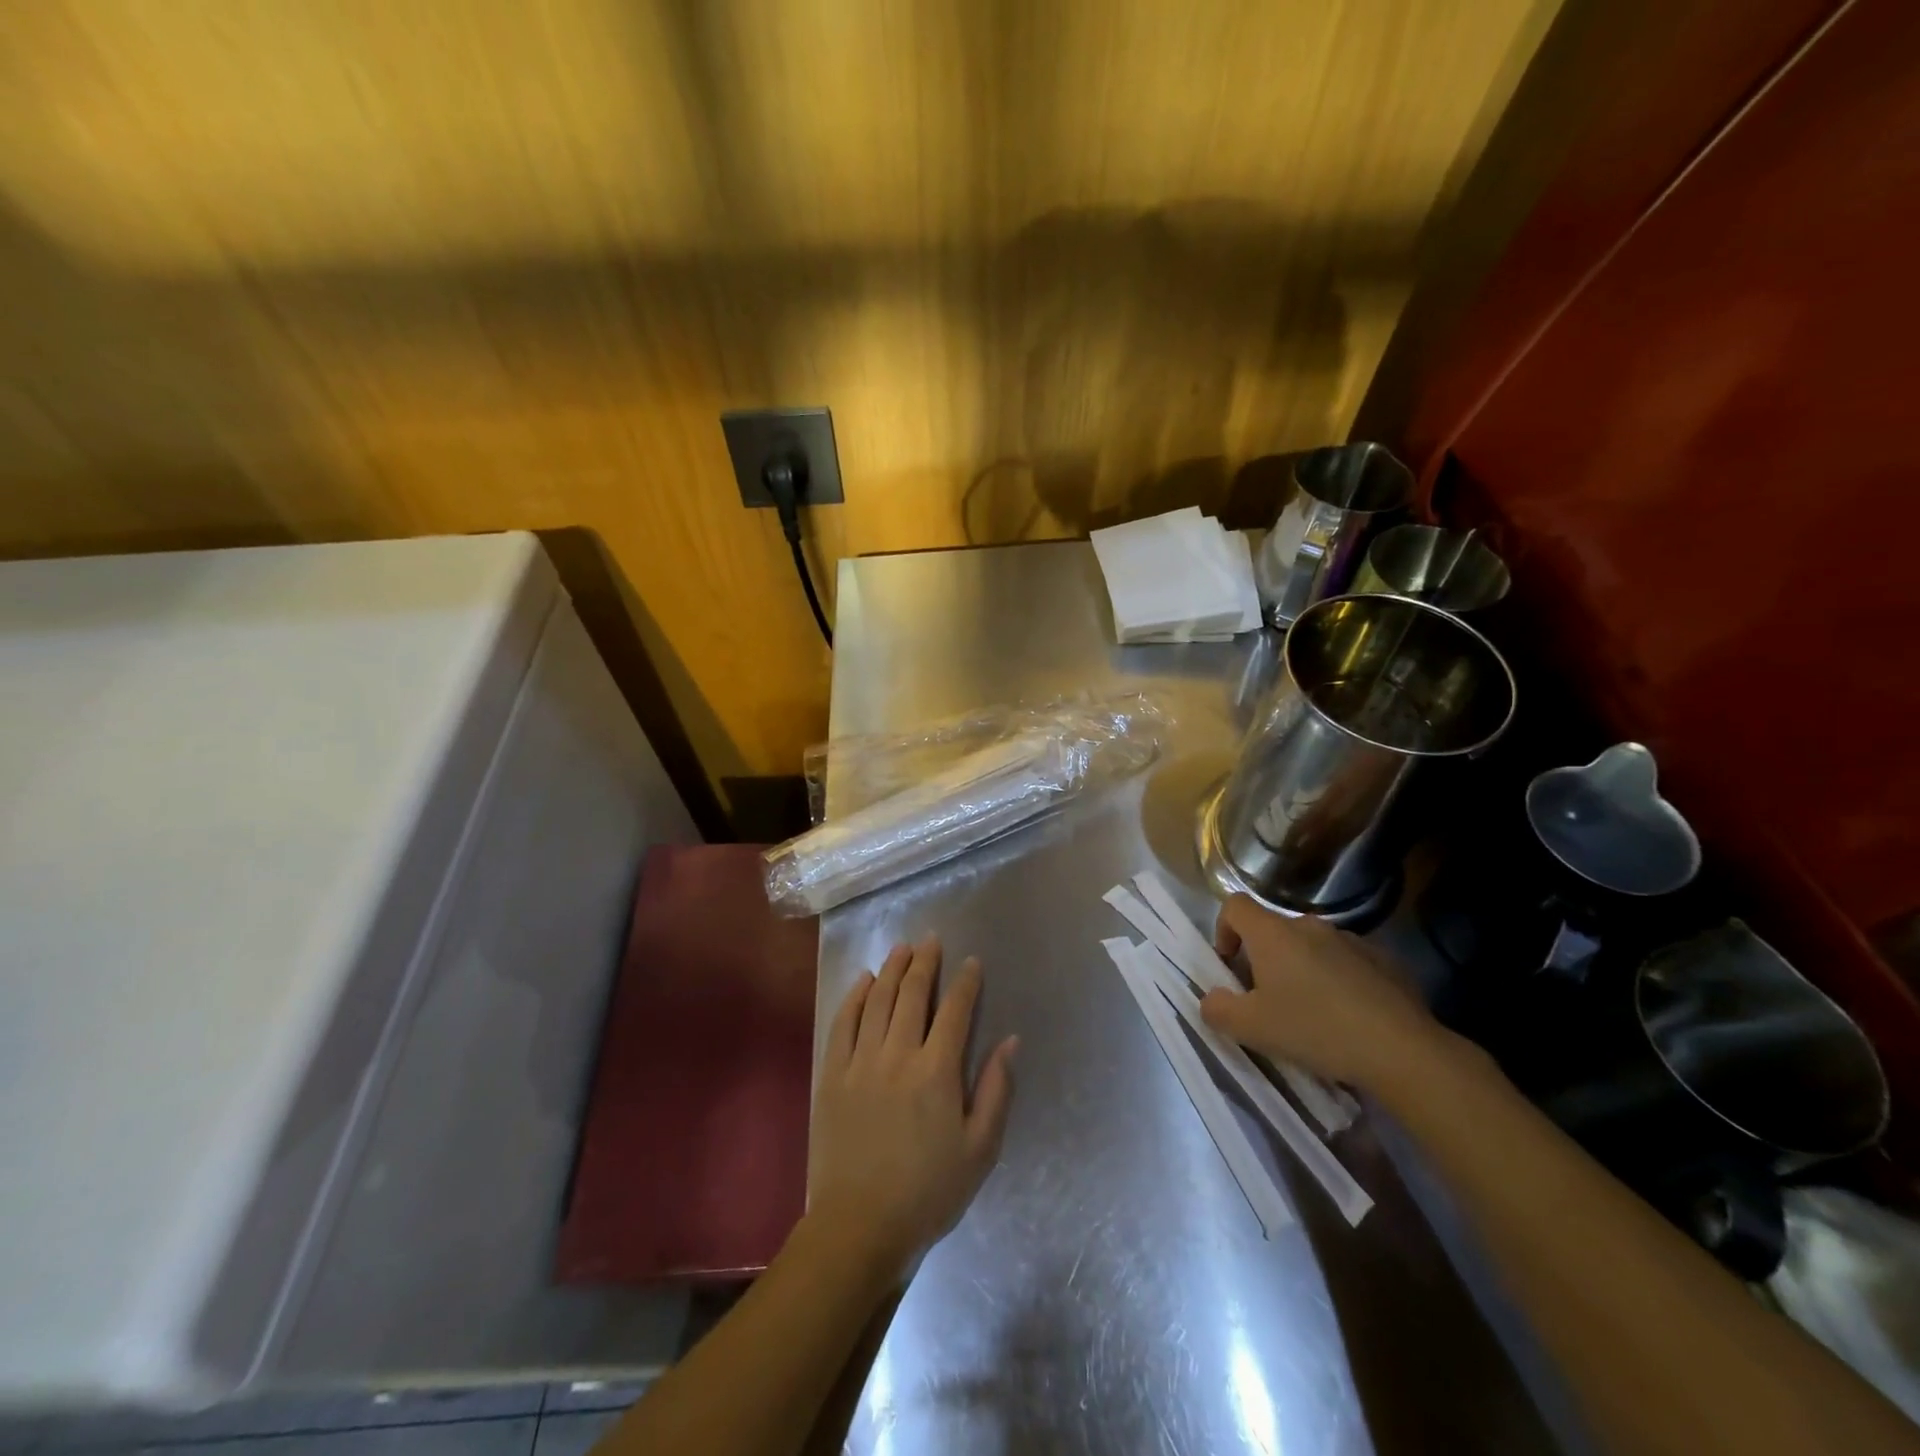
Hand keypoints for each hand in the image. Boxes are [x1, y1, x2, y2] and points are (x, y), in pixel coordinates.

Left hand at [806, 937, 1017, 1283]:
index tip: (972, 962)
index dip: (966, 982)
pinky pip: (843, 1022)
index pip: (956, 1011)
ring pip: (878, 1000)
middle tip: (931, 939)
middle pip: (913, 993)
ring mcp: (860, 1061)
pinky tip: (864, 981)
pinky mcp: (832, 1074)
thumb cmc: (929, 1192)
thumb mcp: (980, 1149)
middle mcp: (898, 1054)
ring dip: (892, 969)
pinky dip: (855, 996)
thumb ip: (995, 1090)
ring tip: (902, 948)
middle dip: (925, 962)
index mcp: (937, 1071)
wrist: (860, 1226)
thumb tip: (1010, 1041)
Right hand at [1199, 895, 1452, 1092]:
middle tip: (1268, 1000)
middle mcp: (1309, 925)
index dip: (1223, 930)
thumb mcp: (1252, 1028)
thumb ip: (1218, 1009)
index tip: (1230, 966)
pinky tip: (1349, 1018)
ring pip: (1311, 947)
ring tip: (1312, 1013)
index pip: (1234, 906)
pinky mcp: (1384, 960)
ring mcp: (1351, 940)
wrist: (1402, 1050)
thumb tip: (1211, 999)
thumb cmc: (1315, 1029)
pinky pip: (1347, 963)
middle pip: (1274, 930)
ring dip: (1302, 970)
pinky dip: (1338, 981)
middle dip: (1264, 959)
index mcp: (1273, 933)